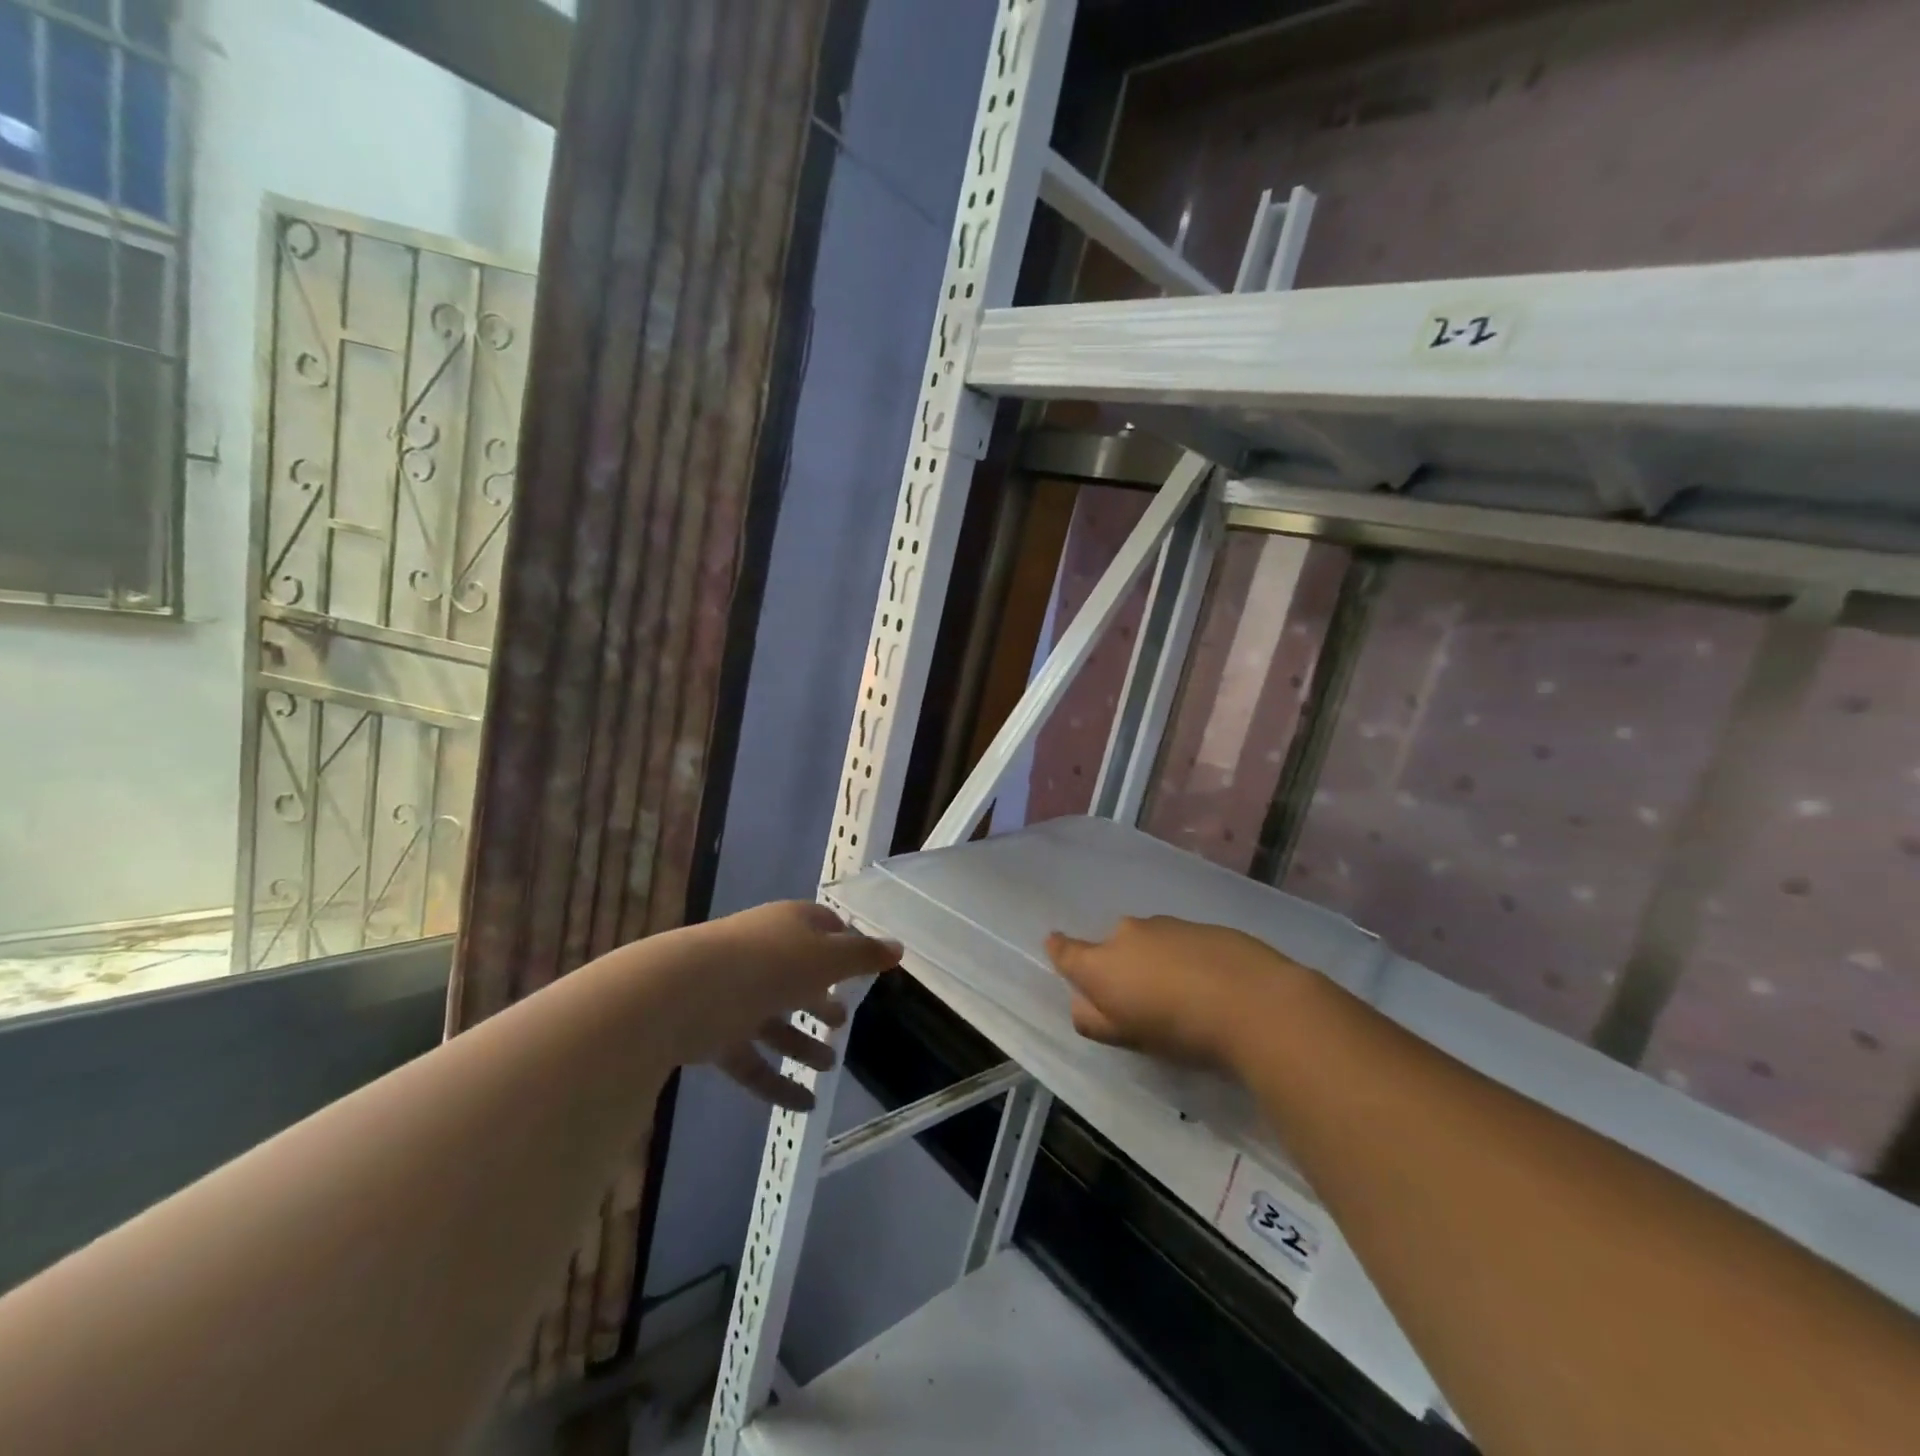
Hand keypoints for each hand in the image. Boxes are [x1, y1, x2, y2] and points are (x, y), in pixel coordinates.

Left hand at [660, 901, 901, 1110]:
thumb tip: (898, 948)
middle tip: (843, 1021)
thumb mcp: (827, 959)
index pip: (823, 926)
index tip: (864, 966)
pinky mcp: (715, 1033)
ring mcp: (736, 994)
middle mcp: (762, 954)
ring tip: (829, 1065)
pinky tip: (804, 1105)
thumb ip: (863, 956)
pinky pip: (752, 1060)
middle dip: (822, 997)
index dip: (845, 944)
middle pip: (798, 974)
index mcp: (788, 925)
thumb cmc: (768, 964)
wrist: (682, 993)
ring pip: (775, 1020)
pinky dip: (776, 1082)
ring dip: (802, 1043)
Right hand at [1045, 916, 1311, 1070]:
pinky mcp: (1203, 926)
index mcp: (1101, 963)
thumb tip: (1082, 1003)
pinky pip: (1181, 942)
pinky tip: (1210, 985)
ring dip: (1155, 961)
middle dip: (1119, 966)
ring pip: (1148, 942)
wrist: (1254, 1001)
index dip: (1059, 950)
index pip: (1066, 951)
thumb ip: (1095, 1020)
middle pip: (1112, 947)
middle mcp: (1127, 934)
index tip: (1055, 946)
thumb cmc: (1180, 1029)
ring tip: (1182, 996)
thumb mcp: (1128, 1038)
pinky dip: (1185, 958)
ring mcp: (1167, 925)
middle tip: (1141, 1000)